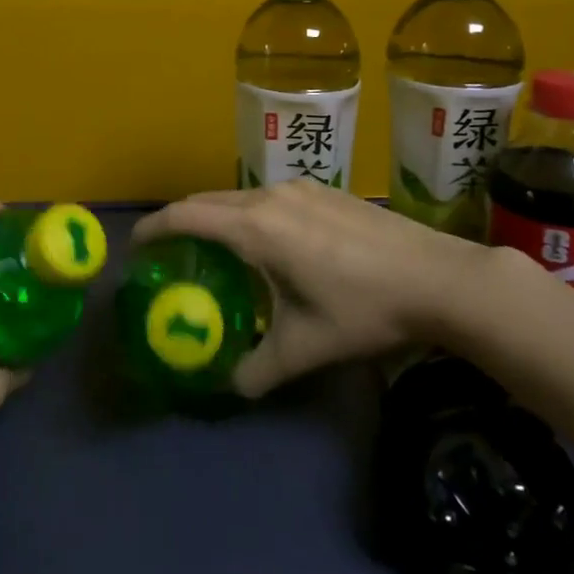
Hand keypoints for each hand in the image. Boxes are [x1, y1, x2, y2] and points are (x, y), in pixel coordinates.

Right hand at [132, 180, 492, 397]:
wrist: (437, 276)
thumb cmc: (363, 308)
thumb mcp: (307, 347)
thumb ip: (260, 369)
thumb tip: (231, 385)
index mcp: (255, 228)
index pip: (185, 216)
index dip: (153, 228)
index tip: (135, 246)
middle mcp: (269, 197)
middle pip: (207, 201)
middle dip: (180, 221)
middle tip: (169, 253)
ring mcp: (299, 188)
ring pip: (239, 197)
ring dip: (217, 217)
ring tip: (217, 251)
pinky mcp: (323, 189)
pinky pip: (268, 197)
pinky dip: (248, 214)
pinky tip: (271, 245)